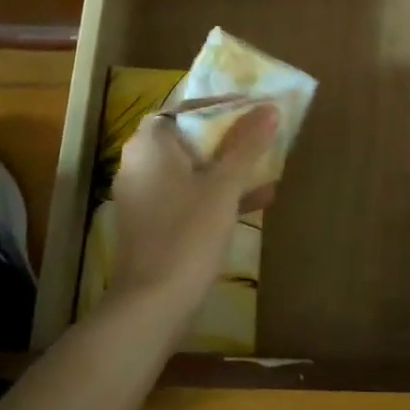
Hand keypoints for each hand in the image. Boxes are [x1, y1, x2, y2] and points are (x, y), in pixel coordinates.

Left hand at [108, 103, 278, 313]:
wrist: (153, 303)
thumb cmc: (188, 232)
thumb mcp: (224, 185)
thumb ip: (247, 144)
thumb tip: (269, 107)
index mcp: (151, 143)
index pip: (188, 108)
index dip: (224, 106)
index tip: (256, 110)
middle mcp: (139, 162)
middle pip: (190, 137)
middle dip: (230, 139)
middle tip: (264, 138)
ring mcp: (143, 195)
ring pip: (191, 169)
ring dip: (227, 168)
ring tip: (267, 166)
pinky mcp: (151, 223)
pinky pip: (187, 195)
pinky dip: (216, 194)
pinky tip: (256, 201)